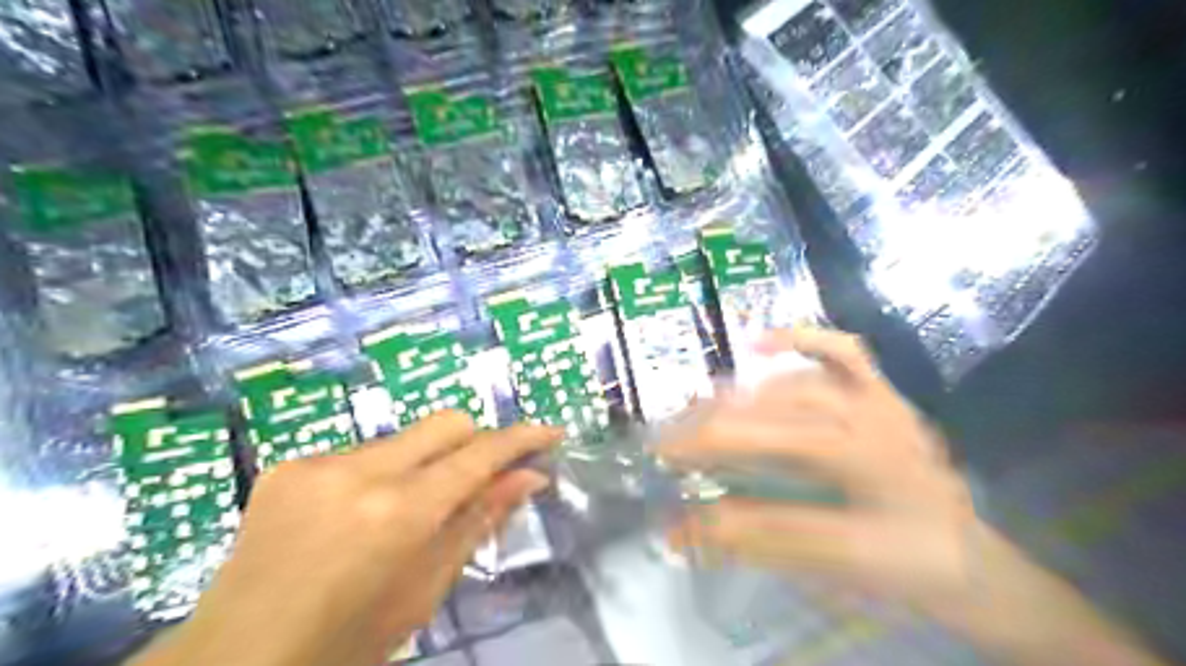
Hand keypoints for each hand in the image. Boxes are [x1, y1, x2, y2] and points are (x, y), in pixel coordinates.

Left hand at [133, 411, 561, 665]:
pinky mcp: (289, 465)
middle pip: (446, 422)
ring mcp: (318, 463)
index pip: (479, 454)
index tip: (550, 434)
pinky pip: (361, 453)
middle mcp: (360, 471)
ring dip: (424, 463)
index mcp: (399, 513)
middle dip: (475, 442)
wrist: (232, 665)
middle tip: (481, 479)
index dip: (522, 439)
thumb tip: (530, 478)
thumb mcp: (425, 589)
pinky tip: (357, 517)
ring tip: (407, 513)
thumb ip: (479, 521)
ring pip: (404, 438)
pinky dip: (380, 474)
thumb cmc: (345, 644)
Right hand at [664, 327, 977, 608]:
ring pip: (796, 380)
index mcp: (863, 460)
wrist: (970, 557)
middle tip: (671, 439)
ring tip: (701, 412)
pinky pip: (844, 352)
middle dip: (713, 422)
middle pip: (773, 409)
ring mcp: (876, 397)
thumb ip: (758, 536)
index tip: (662, 455)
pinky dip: (801, 340)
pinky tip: (762, 344)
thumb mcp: (833, 561)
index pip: (765, 443)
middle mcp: (868, 417)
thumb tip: (685, 526)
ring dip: (742, 393)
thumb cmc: (907, 563)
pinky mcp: (882, 390)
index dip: (708, 446)